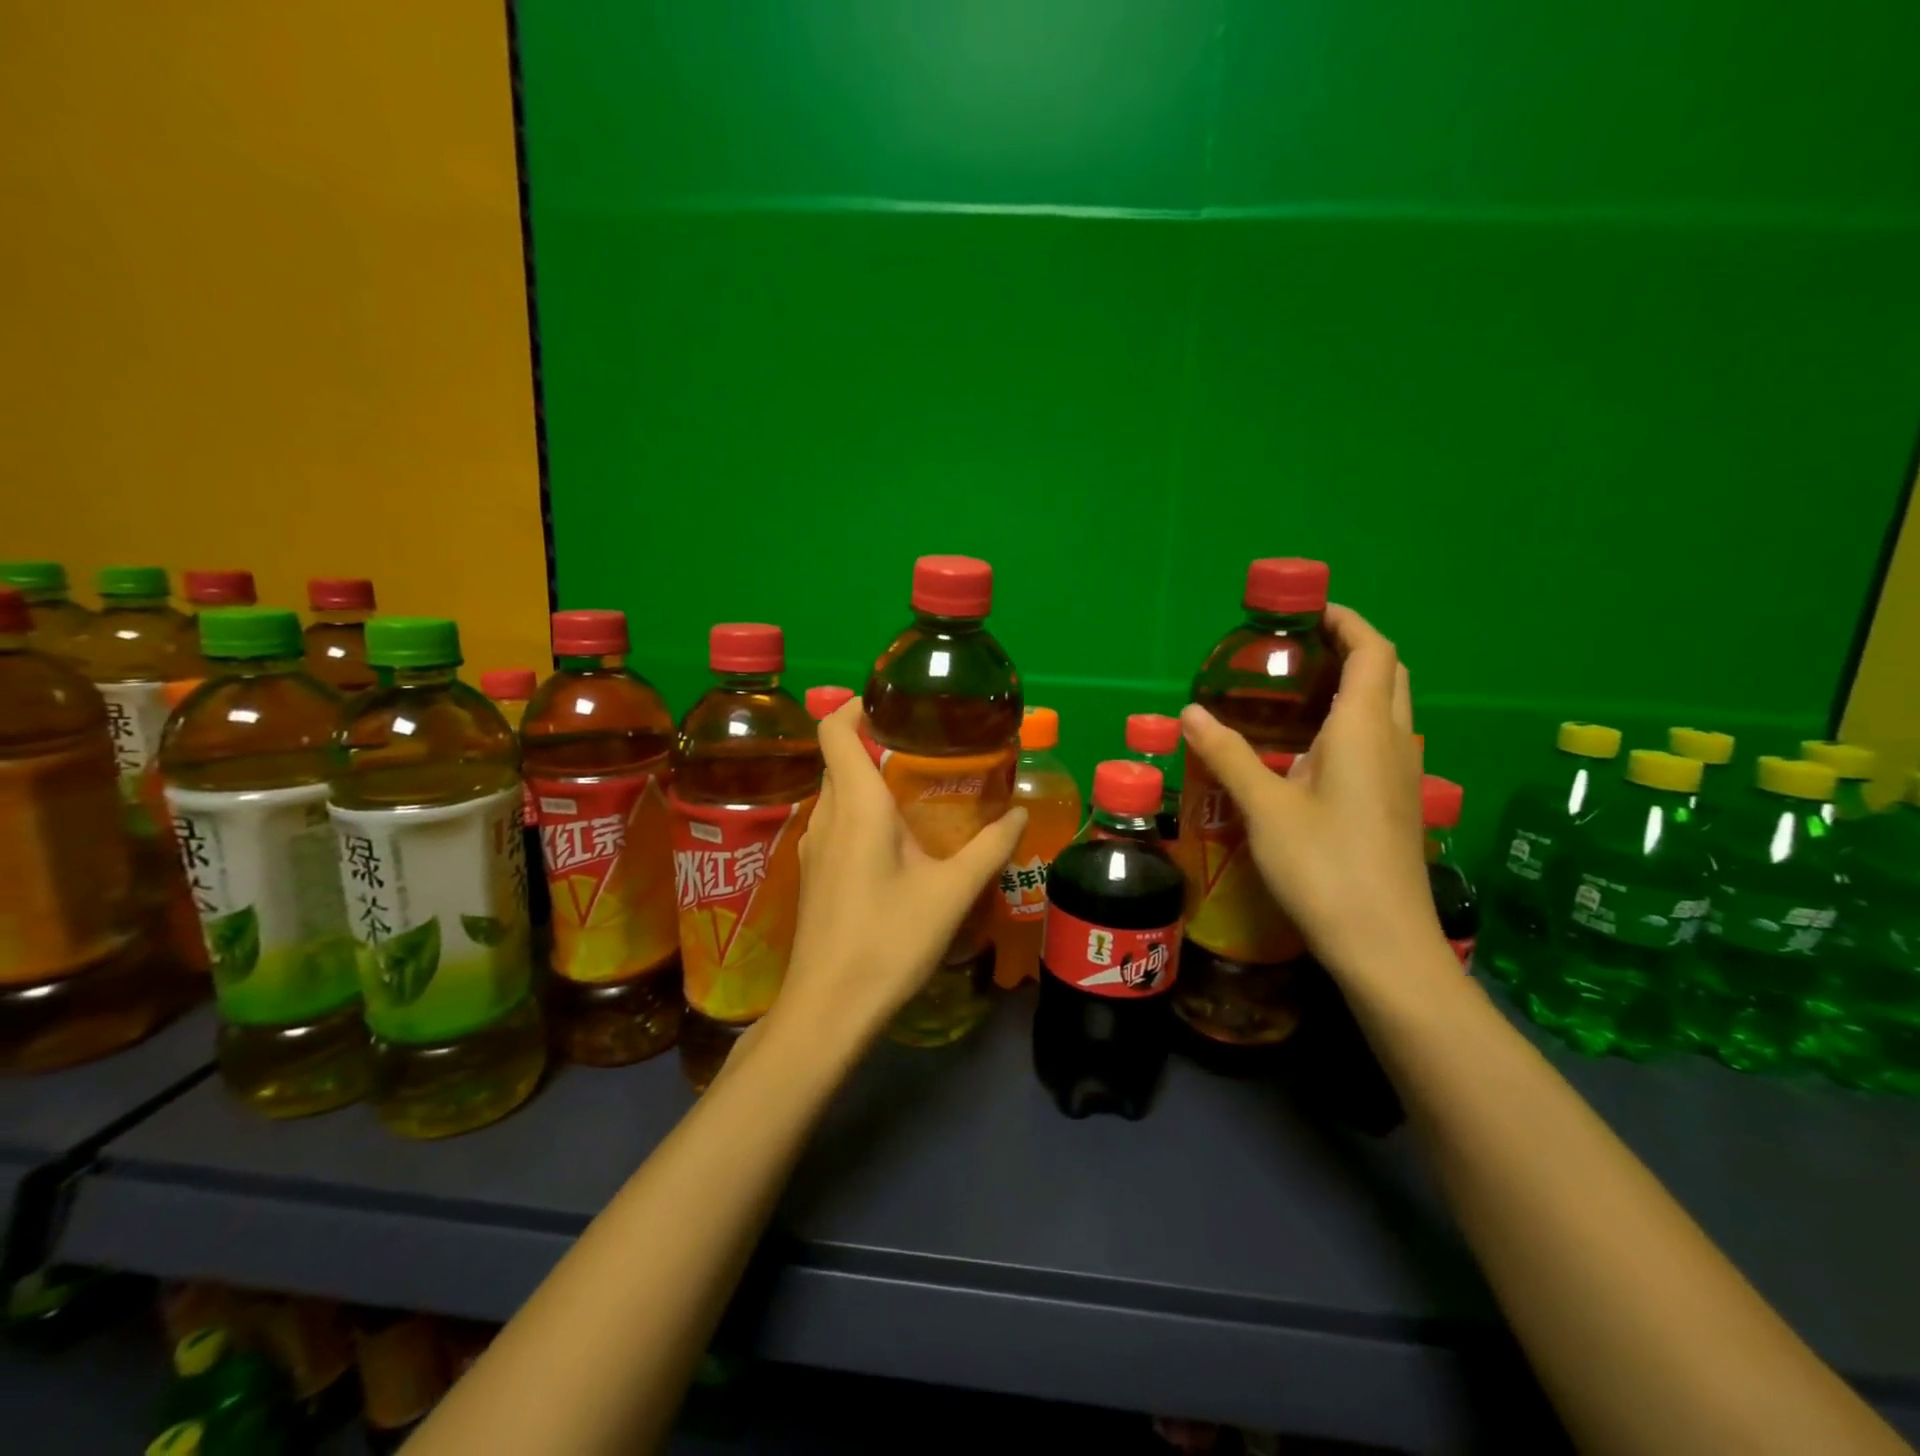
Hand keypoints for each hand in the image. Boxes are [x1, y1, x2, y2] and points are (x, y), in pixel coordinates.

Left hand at [764, 699, 1027, 1055]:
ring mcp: (814, 846)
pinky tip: (897, 843)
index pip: (835, 729)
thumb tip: (1021, 812)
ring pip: (837, 792)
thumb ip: (990, 847)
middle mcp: (827, 815)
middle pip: (840, 758)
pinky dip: (862, 813)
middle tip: (926, 749)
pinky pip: (836, 823)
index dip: (857, 705)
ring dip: (870, 781)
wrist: (829, 1009)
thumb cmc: (889, 941)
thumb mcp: (952, 893)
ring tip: (918, 792)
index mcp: (857, 805)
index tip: (894, 704)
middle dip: (876, 743)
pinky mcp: (813, 874)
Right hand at [1179, 604, 1439, 982]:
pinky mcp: (1399, 803)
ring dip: (1353, 686)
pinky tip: (1310, 753)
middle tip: (1296, 652)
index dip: (1346, 621)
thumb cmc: (1324, 866)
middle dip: (1349, 648)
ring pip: (1387, 709)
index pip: (1372, 650)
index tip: (1307, 612)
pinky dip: (1352, 723)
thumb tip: (1190, 711)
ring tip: (1296, 694)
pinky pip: (1380, 741)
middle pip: (1386, 672)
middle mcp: (1393, 741)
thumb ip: (1227, 754)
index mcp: (1364, 729)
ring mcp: (1403, 775)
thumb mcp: (1265, 807)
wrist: (1384, 944)